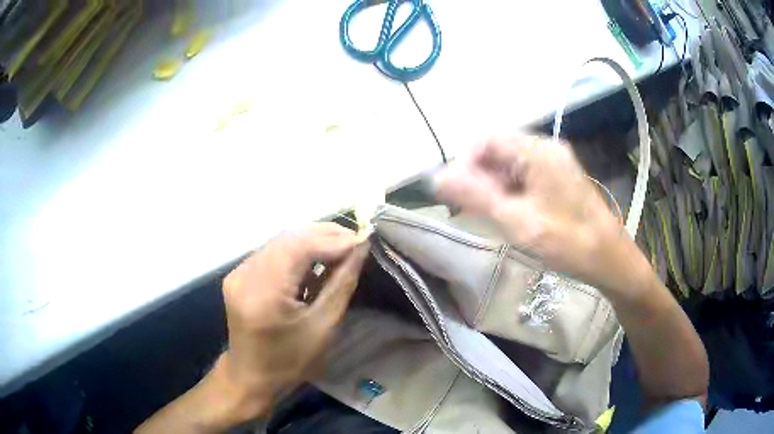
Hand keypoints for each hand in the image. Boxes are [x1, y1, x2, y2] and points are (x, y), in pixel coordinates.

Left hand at [135, 224, 368, 432]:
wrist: (251, 375)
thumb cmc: (291, 361)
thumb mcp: (323, 326)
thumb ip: (342, 283)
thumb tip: (360, 249)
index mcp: (264, 293)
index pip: (299, 247)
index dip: (333, 239)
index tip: (363, 241)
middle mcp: (245, 274)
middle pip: (289, 237)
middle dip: (325, 234)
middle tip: (355, 241)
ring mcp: (238, 272)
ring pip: (280, 240)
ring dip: (312, 240)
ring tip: (341, 248)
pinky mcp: (238, 273)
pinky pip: (272, 251)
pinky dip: (297, 250)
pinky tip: (316, 258)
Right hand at [434, 135, 629, 290]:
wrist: (610, 258)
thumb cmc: (568, 242)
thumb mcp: (519, 222)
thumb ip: (477, 197)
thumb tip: (436, 177)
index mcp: (537, 152)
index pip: (486, 139)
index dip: (463, 161)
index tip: (453, 193)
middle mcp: (546, 148)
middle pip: (498, 148)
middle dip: (476, 174)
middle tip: (465, 207)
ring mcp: (554, 161)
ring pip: (510, 162)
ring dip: (491, 183)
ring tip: (484, 213)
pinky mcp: (559, 176)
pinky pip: (524, 173)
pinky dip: (508, 189)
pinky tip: (506, 211)